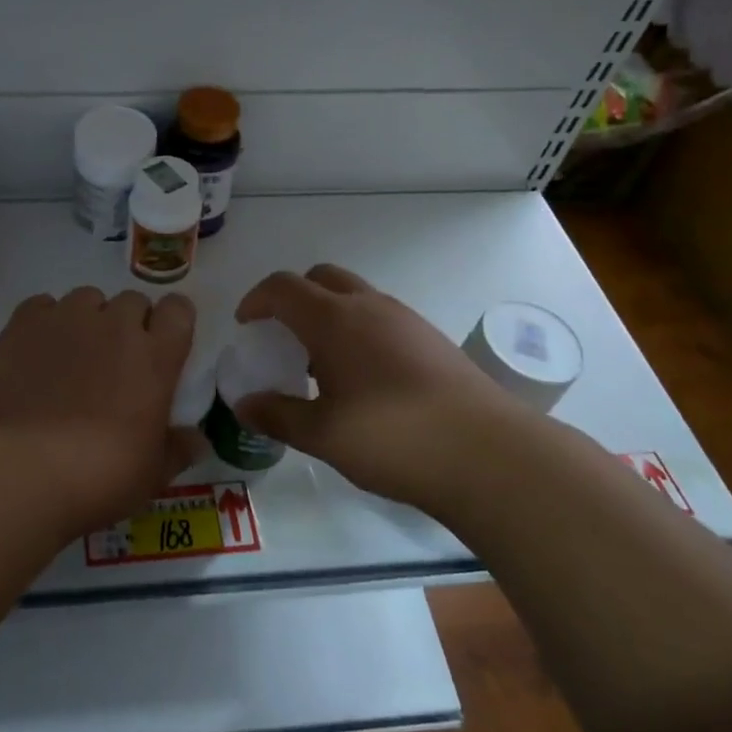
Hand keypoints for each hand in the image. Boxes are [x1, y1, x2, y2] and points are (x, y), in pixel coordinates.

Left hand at [0, 287, 198, 538]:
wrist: (19, 467)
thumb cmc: (98, 475)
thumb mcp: (151, 476)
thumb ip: (177, 450)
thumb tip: (197, 440)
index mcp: (155, 357)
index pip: (178, 310)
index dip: (172, 322)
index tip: (163, 345)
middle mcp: (115, 325)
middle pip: (132, 300)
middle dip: (129, 323)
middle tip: (116, 361)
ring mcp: (67, 318)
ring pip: (87, 298)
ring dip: (88, 319)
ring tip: (72, 356)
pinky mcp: (23, 323)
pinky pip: (43, 305)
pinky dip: (45, 322)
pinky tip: (37, 353)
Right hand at [234, 264, 531, 507]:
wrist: (489, 454)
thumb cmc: (392, 438)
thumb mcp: (322, 435)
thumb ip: (277, 415)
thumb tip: (243, 404)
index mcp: (334, 320)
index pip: (282, 287)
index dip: (256, 300)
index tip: (245, 326)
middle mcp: (369, 306)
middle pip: (320, 277)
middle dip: (293, 298)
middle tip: (282, 336)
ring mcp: (405, 319)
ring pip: (354, 296)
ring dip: (328, 314)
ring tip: (321, 364)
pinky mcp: (431, 340)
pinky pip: (381, 317)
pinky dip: (358, 330)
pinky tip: (364, 379)